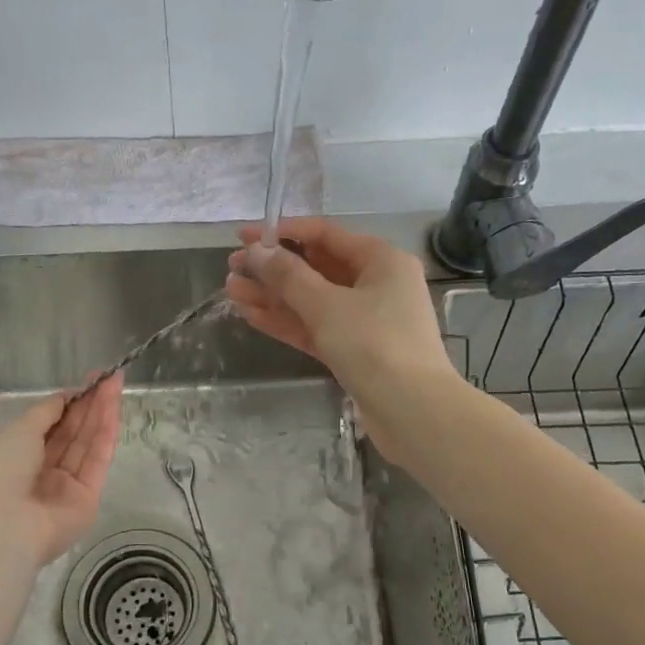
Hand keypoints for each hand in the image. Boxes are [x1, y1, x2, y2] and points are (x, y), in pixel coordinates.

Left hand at [0, 374, 122, 568]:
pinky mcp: (88, 499)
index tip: (89, 380)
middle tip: (110, 377)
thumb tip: (66, 396)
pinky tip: (114, 412)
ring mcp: (66, 486)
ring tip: (115, 386)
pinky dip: (106, 436)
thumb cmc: (0, 471)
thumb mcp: (18, 430)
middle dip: (90, 404)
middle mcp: (43, 470)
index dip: (70, 401)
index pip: (50, 424)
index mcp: (17, 455)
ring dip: (102, 414)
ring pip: (87, 444)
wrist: (4, 525)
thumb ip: (46, 411)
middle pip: (72, 432)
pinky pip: (97, 462)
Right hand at [225, 219, 458, 462]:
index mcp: (381, 260)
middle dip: (273, 269)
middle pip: (317, 268)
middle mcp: (376, 284)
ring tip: (232, 292)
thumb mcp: (327, 305)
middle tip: (232, 269)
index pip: (325, 234)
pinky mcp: (355, 351)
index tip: (244, 236)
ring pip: (312, 301)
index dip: (283, 233)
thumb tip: (256, 250)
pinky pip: (317, 327)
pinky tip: (252, 316)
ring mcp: (366, 320)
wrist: (412, 411)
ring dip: (274, 296)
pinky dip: (287, 321)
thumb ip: (288, 276)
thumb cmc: (374, 344)